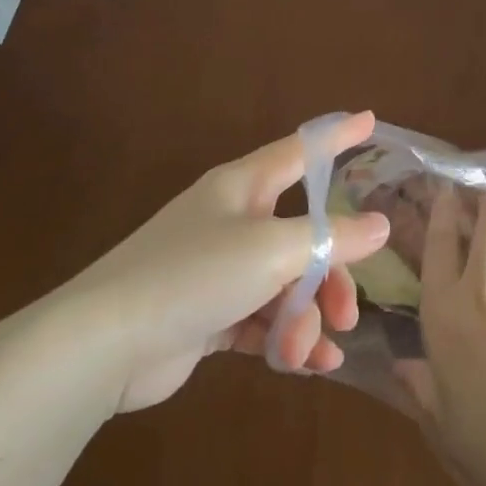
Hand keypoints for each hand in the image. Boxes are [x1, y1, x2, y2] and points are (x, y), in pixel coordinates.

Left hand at [60, 111, 391, 412]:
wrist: (105, 344)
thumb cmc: (193, 275)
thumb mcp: (272, 250)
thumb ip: (331, 238)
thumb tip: (380, 225)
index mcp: (242, 187)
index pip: (300, 151)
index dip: (337, 137)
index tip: (371, 121)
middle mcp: (232, 221)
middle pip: (303, 235)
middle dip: (331, 275)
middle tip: (348, 312)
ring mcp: (218, 269)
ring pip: (285, 284)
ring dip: (306, 318)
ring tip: (311, 351)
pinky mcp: (208, 314)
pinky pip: (262, 319)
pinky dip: (284, 339)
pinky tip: (307, 365)